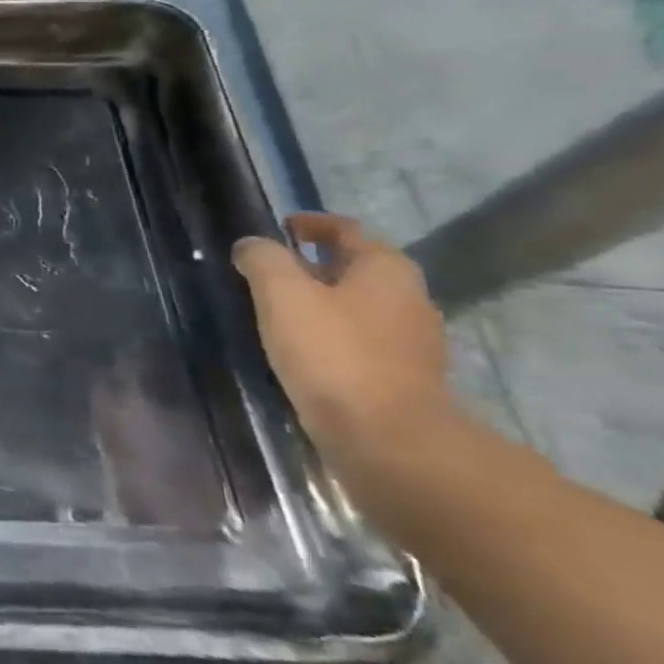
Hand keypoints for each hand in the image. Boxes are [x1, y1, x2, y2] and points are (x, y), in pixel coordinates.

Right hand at [232, 213, 453, 461]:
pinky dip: (332, 335)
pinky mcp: (402, 379)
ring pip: (360, 306)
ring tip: (279, 310)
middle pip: (358, 268)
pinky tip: (302, 350)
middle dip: (316, 264)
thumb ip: (263, 260)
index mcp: (386, 270)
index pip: (348, 230)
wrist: (387, 440)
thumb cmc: (333, 353)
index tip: (281, 226)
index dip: (312, 224)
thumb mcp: (282, 294)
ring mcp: (412, 343)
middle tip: (271, 270)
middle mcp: (409, 299)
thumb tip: (251, 245)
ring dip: (323, 301)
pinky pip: (361, 341)